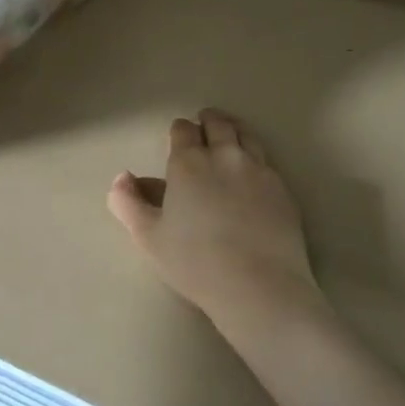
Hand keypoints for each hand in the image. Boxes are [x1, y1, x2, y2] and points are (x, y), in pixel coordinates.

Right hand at [108, 108, 325, 338]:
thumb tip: (122, 177)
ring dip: (234, 130)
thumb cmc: (194, 262)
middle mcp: (225, 156)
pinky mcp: (282, 188)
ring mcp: (258, 170)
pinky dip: (255, 158)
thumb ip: (129, 203)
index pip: (183, 130)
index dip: (179, 131)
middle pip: (218, 124)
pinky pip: (267, 161)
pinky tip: (253, 172)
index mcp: (188, 163)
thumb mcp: (148, 237)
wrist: (258, 285)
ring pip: (246, 136)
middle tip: (204, 124)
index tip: (178, 136)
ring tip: (230, 135)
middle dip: (208, 121)